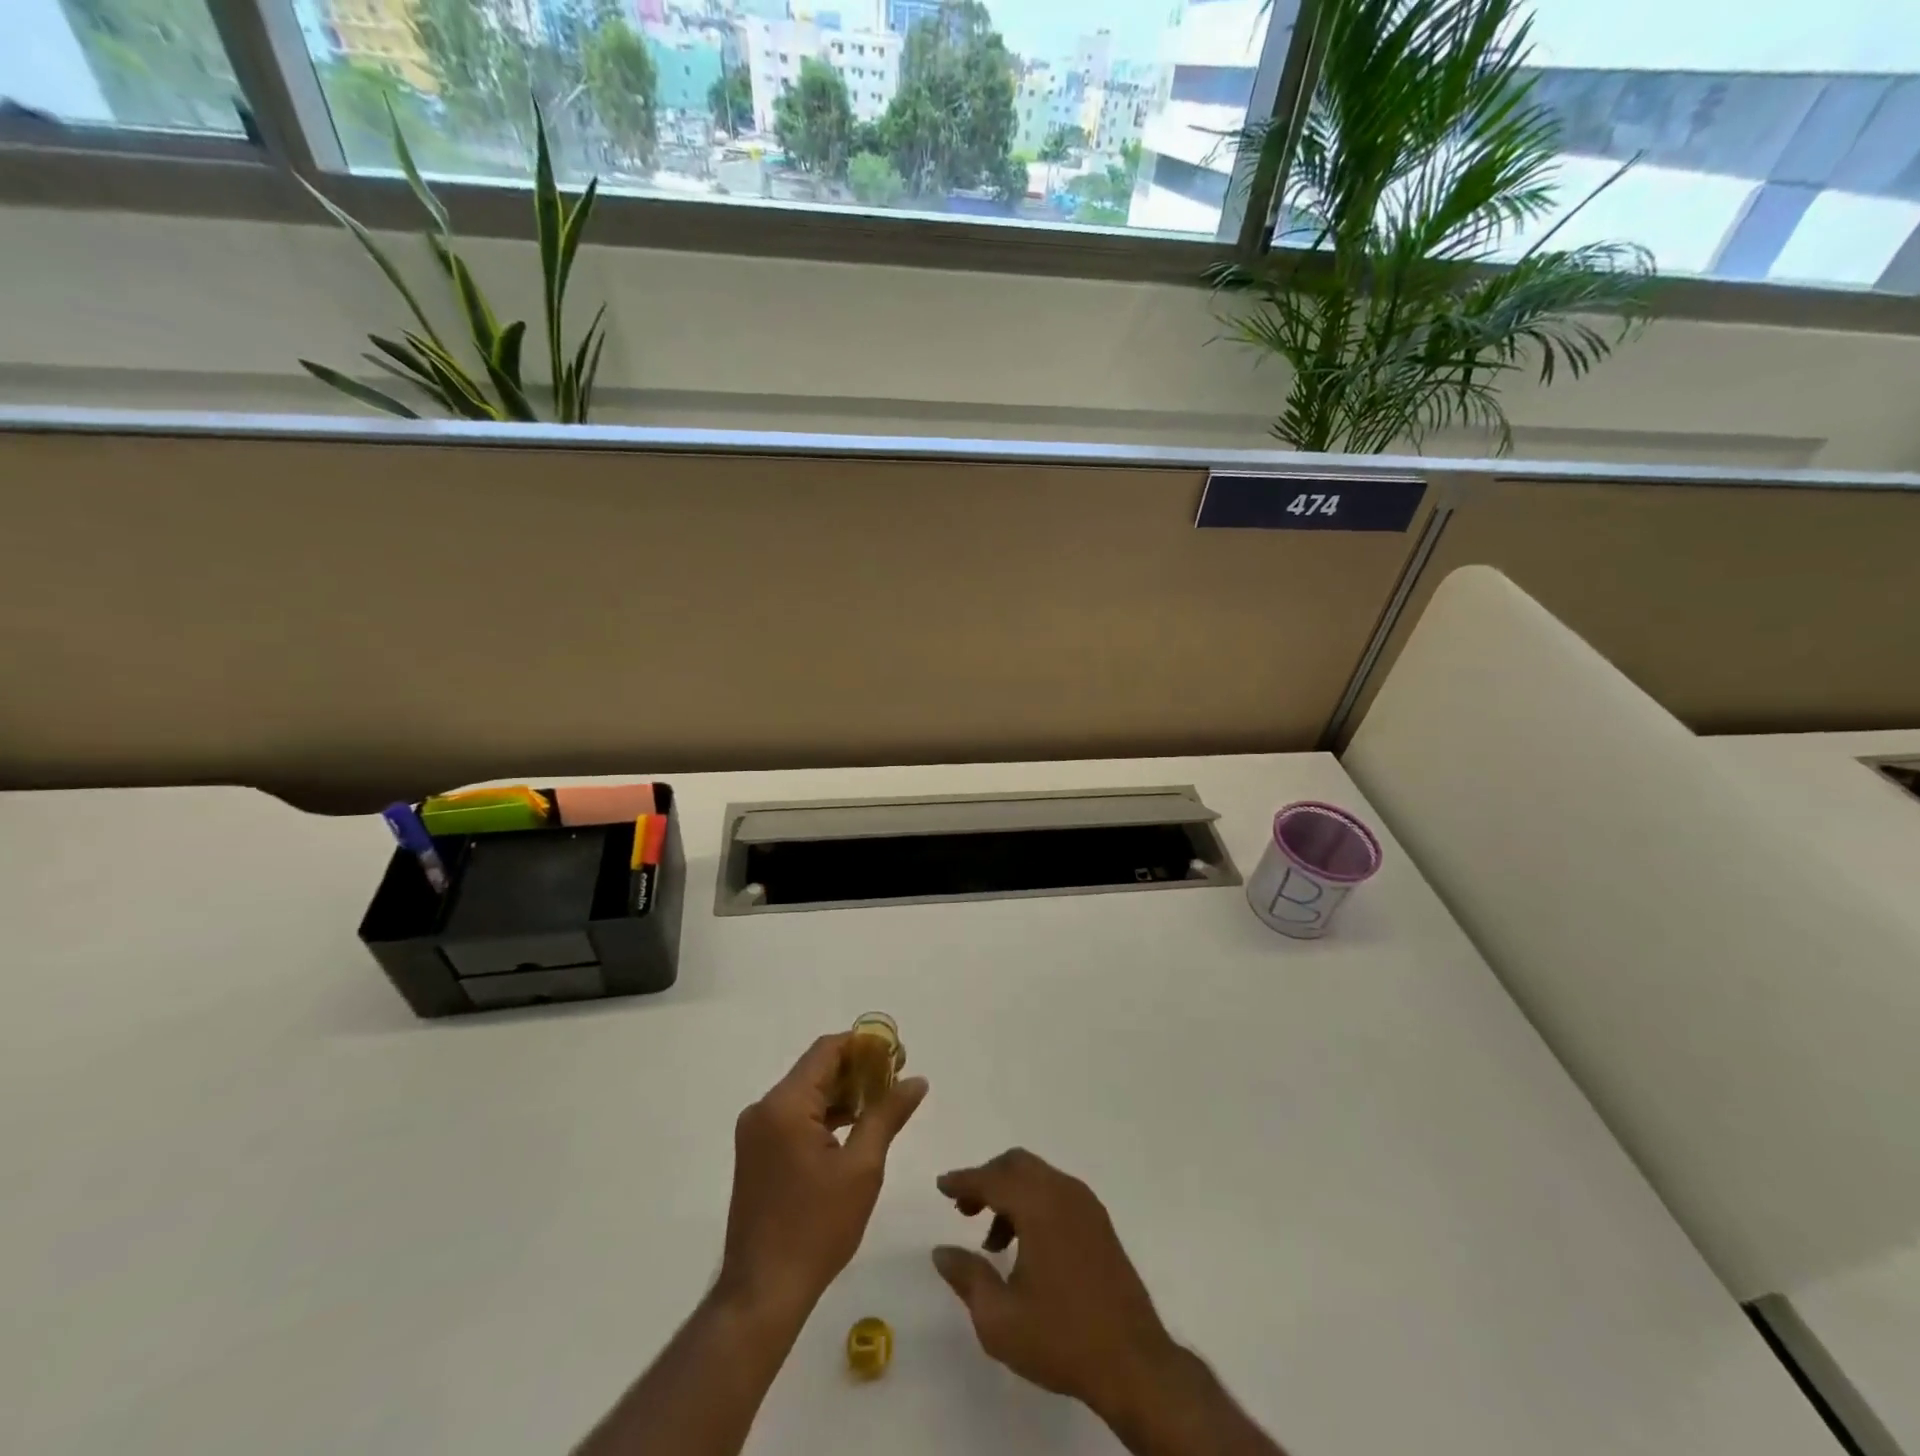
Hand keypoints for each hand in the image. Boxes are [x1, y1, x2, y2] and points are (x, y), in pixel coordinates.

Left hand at [720, 1033, 927, 1317]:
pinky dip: (825, 1115)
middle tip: (897, 1076)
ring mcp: (755, 1132)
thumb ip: (887, 1115)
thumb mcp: (862, 1168)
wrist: (762, 1294)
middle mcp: (763, 1109)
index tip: (898, 1053)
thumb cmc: (816, 1228)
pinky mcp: (756, 1154)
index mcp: (784, 1105)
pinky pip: (795, 1117)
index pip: (827, 1050)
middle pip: (816, 1069)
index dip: (864, 1044)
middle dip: (858, 1069)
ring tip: (883, 1100)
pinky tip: (854, 1126)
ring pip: (806, 1093)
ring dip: (843, 1092)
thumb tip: (916, 1080)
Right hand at [931, 1149, 1178, 1421]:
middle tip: (964, 1210)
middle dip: (987, 1180)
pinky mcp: (1100, 1222)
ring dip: (1010, 1194)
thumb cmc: (1061, 1338)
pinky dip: (1033, 1203)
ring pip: (1038, 1177)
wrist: (1133, 1362)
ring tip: (993, 1243)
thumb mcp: (999, 1319)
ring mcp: (1086, 1205)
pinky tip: (1026, 1246)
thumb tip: (941, 1250)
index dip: (963, 1181)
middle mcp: (1063, 1192)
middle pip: (1017, 1165)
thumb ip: (967, 1277)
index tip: (942, 1186)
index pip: (992, 1178)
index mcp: (1039, 1206)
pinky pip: (1057, 1193)